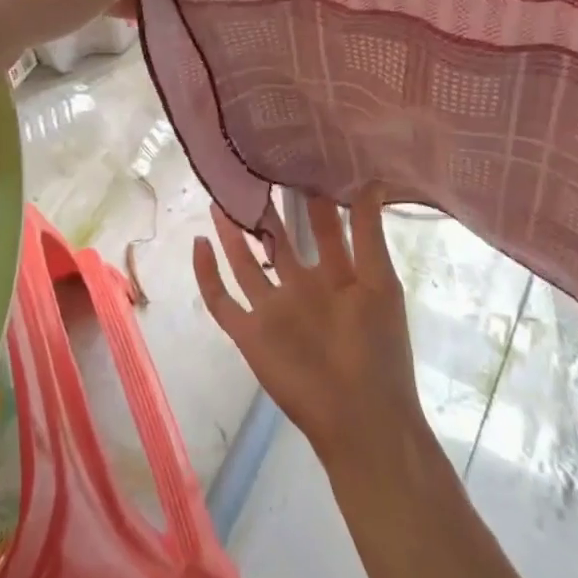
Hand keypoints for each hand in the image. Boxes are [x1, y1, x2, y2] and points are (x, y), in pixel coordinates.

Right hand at [194, 191, 424, 469]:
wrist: (362, 417)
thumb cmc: (378, 347)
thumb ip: (369, 232)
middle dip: (269, 210)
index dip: (313, 198)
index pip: (323, 227)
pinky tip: (199, 244)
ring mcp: (274, 310)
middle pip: (280, 241)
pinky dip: (207, 276)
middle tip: (255, 170)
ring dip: (234, 234)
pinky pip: (221, 302)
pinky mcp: (250, 334)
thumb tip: (372, 178)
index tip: (301, 160)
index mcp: (337, 275)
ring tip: (222, 198)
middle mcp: (303, 288)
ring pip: (247, 263)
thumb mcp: (379, 281)